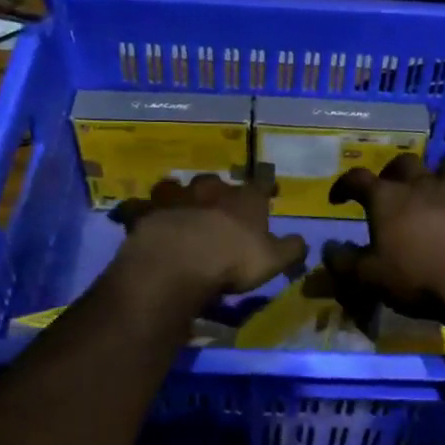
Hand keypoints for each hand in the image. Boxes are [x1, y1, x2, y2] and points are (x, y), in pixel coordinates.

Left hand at [110, 174, 307, 305]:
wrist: (179, 262)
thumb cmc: (233, 260)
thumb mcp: (273, 260)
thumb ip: (291, 249)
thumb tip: (302, 241)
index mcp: (245, 199)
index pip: (262, 184)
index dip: (267, 185)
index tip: (271, 187)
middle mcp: (211, 190)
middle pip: (216, 183)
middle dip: (218, 191)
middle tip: (219, 203)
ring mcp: (176, 198)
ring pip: (177, 187)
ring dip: (180, 195)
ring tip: (179, 206)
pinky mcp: (147, 212)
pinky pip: (142, 207)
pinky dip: (143, 211)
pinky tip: (142, 218)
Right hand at [323, 155, 444, 324]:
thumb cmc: (414, 278)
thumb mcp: (367, 278)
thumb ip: (343, 261)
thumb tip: (329, 248)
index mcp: (387, 198)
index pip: (357, 179)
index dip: (344, 185)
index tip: (338, 199)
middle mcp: (422, 186)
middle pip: (404, 163)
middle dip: (393, 173)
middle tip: (389, 191)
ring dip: (440, 174)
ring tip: (434, 190)